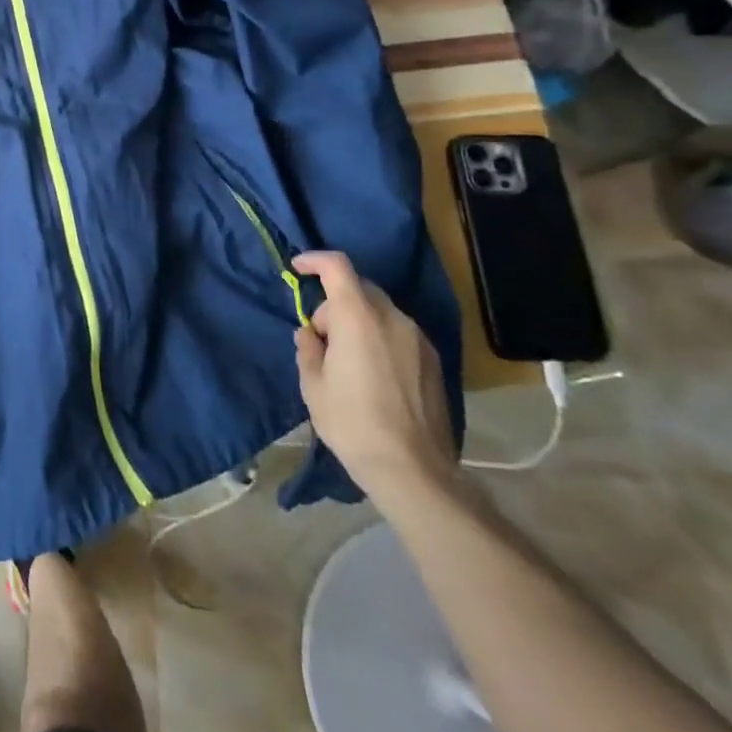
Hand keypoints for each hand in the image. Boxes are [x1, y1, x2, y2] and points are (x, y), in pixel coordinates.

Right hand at [293, 252, 455, 507]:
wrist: (414, 471)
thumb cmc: (353, 423)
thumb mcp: (313, 385)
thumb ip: (308, 348)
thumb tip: (311, 334)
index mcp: (359, 318)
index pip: (338, 267)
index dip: (315, 261)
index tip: (297, 269)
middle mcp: (393, 319)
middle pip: (360, 288)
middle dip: (335, 303)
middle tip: (321, 338)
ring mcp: (418, 340)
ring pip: (380, 311)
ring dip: (358, 321)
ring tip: (346, 361)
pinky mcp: (434, 362)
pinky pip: (398, 333)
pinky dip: (379, 338)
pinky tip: (372, 374)